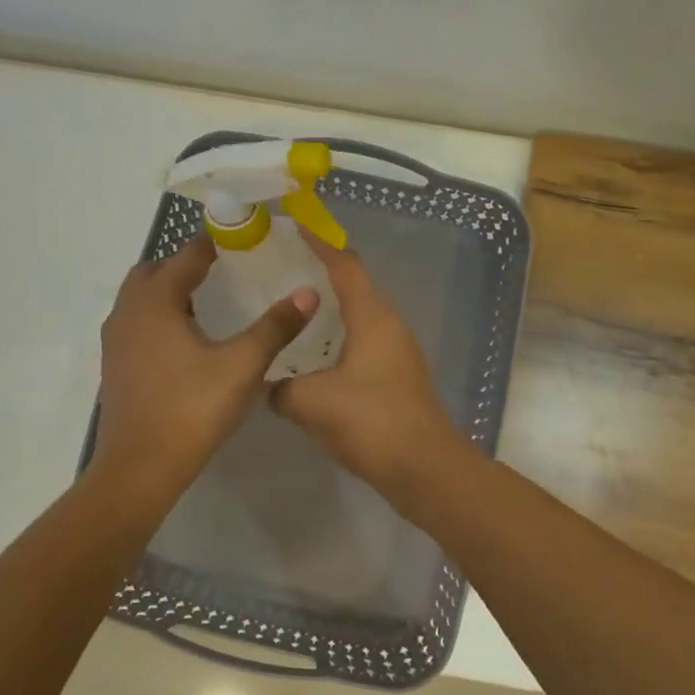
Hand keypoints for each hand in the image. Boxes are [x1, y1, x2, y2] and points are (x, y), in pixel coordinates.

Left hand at [92, 238, 317, 496]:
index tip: (243, 240)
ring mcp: (115, 340)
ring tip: (208, 301)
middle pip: (154, 271)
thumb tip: (308, 292)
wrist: (140, 468)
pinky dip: (159, 316)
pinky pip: (137, 322)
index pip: (186, 255)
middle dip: (185, 264)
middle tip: (223, 271)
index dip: (215, 244)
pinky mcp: (115, 365)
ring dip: (169, 290)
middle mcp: (128, 312)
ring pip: (141, 298)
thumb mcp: (242, 366)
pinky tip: (187, 339)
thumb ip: (275, 326)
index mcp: (155, 302)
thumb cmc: (192, 410)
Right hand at [271, 238, 466, 497]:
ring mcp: (398, 353)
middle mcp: (390, 326)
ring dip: (329, 313)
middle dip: (321, 275)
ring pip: (359, 320)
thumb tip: (270, 385)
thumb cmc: (370, 422)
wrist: (424, 468)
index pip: (345, 265)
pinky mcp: (398, 379)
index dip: (319, 242)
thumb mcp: (311, 402)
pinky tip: (313, 360)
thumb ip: (281, 387)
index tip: (293, 225)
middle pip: (355, 288)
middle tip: (281, 272)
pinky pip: (363, 346)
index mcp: (373, 317)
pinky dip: (338, 342)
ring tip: (291, 314)